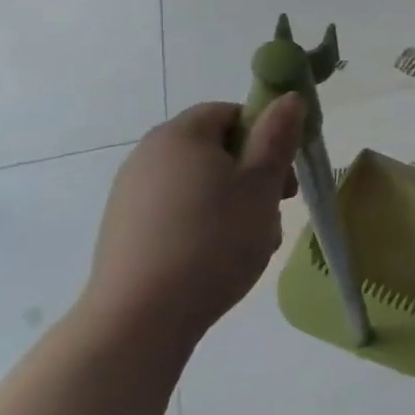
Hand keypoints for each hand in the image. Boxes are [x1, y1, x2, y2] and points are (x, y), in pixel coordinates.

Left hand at [81, 97, 304, 343]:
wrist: (142, 317)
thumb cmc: (213, 240)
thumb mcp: (261, 185)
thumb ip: (277, 137)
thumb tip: (288, 98)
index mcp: (181, 136)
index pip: (230, 112)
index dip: (265, 134)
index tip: (284, 171)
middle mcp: (148, 156)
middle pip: (216, 148)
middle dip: (254, 173)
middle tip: (278, 206)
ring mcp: (132, 194)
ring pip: (202, 183)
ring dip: (235, 202)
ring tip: (252, 239)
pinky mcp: (126, 229)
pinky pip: (179, 211)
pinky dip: (206, 224)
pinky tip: (219, 256)